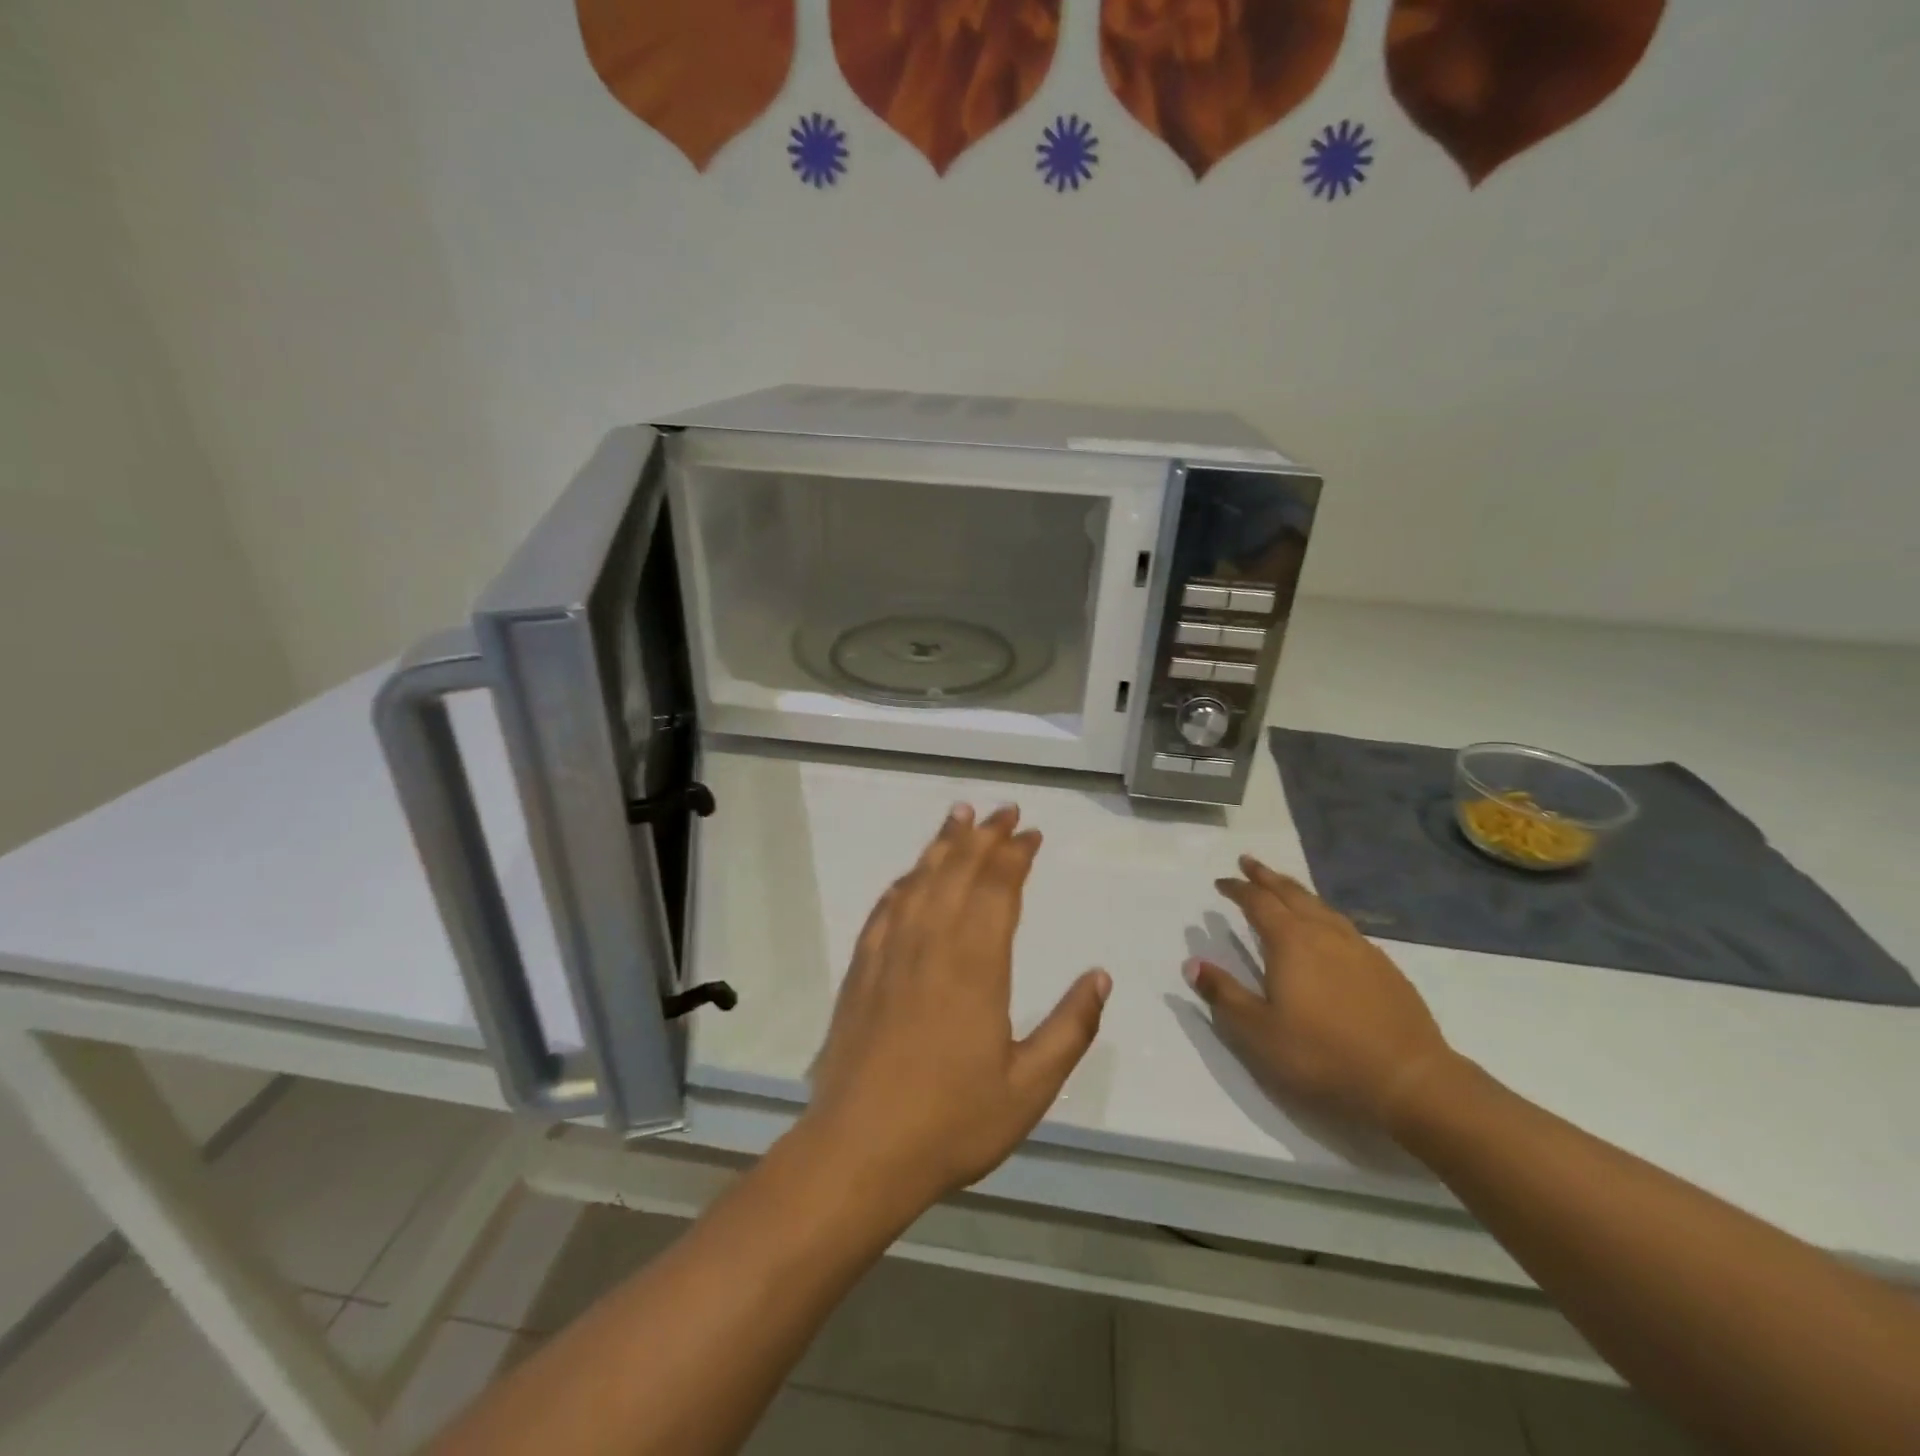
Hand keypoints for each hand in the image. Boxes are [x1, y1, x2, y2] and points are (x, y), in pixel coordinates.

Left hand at [803, 804, 1111, 1209]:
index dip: (1016, 855)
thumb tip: (1100, 977)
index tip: (1031, 833)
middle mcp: (932, 943)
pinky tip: (911, 875)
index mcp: (976, 964)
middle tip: (1004, 810)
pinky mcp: (862, 969)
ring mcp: (891, 953)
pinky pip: (886, 908)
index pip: (999, 889)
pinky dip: (904, 882)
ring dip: (942, 844)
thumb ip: (1071, 1029)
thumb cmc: (952, 1121)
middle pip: (959, 871)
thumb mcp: (1029, 1088)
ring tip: (959, 816)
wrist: (859, 1149)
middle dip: (984, 836)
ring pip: (920, 880)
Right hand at [1185, 855, 1454, 1130]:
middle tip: (1249, 862)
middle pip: (1291, 894)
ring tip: (1284, 887)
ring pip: (1321, 906)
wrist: (1410, 1081)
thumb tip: (1192, 963)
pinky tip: (1327, 928)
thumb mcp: (1258, 1032)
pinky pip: (1343, 925)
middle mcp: (1324, 933)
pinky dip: (1323, 914)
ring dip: (1296, 891)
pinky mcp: (1384, 967)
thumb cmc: (1323, 1055)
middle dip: (1267, 877)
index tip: (1221, 882)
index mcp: (1290, 942)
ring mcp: (1359, 948)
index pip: (1258, 903)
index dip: (1237, 889)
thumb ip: (1224, 995)